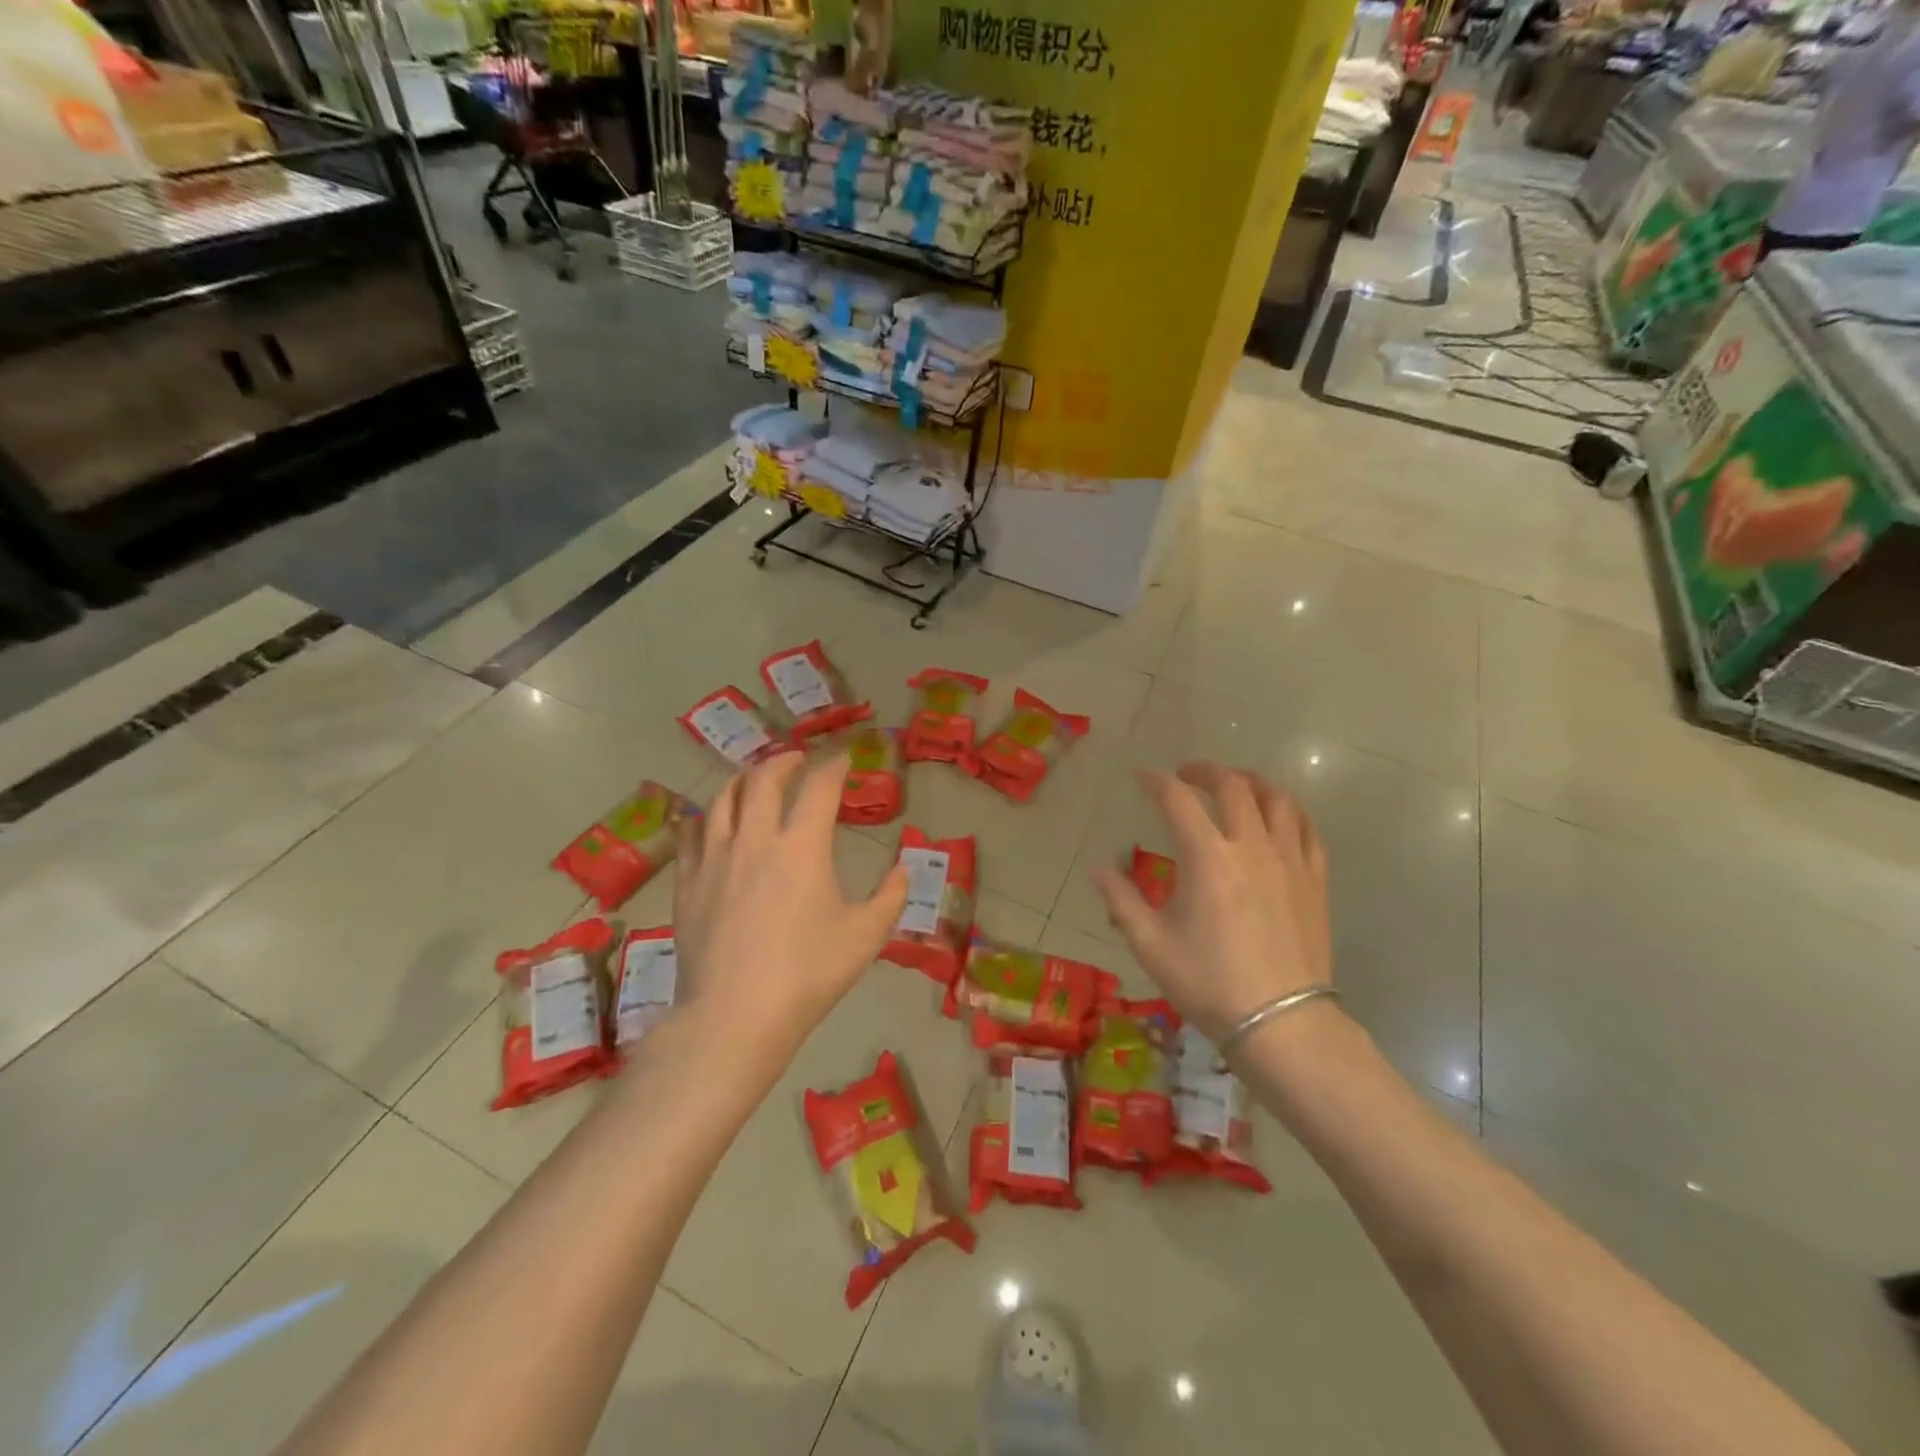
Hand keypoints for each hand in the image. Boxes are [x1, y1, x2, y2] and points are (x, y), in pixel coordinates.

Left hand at [674, 753, 907, 1068]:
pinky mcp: (688, 883)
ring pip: (723, 799)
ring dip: (743, 780)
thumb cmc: (808, 973)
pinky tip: (710, 820)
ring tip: (754, 779)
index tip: (843, 760)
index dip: (833, 767)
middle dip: (784, 761)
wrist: (735, 1015)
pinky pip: (691, 834)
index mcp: (802, 846)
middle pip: (764, 780)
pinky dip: (705, 816)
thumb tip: (903, 870)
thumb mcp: (865, 936)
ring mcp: (715, 858)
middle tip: (797, 760)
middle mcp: (755, 839)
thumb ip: (890, 897)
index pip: (819, 787)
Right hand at [1093, 763, 1332, 1045]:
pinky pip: (1307, 829)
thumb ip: (1121, 899)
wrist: (1281, 1023)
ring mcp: (1290, 861)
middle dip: (1206, 770)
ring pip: (1277, 799)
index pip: (1178, 800)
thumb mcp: (1151, 944)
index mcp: (1207, 858)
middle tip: (1187, 774)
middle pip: (1233, 786)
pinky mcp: (1315, 880)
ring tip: (1235, 785)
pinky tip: (1277, 817)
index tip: (1142, 776)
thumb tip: (1097, 868)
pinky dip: (1288, 811)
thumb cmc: (1209, 983)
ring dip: (1252, 782)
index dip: (1156, 781)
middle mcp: (1251, 847)